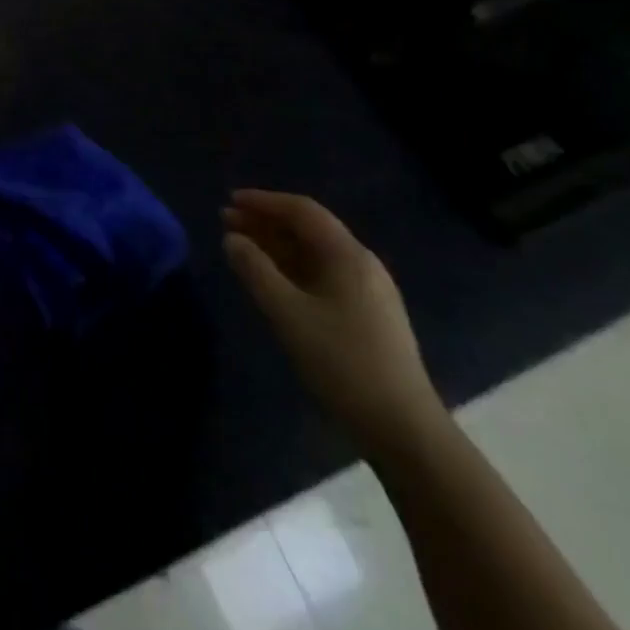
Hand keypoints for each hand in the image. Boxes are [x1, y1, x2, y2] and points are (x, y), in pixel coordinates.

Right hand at [222, 191, 444, 456]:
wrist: (403, 428)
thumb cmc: (342, 363)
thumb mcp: (288, 314)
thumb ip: (256, 271)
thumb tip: (232, 239)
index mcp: (348, 255)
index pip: (302, 211)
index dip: (264, 202)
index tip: (230, 201)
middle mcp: (361, 264)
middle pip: (308, 230)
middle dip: (266, 222)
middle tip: (227, 222)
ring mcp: (367, 291)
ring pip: (314, 254)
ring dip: (276, 246)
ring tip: (241, 247)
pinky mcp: (367, 315)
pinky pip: (322, 276)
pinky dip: (291, 269)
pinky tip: (271, 280)